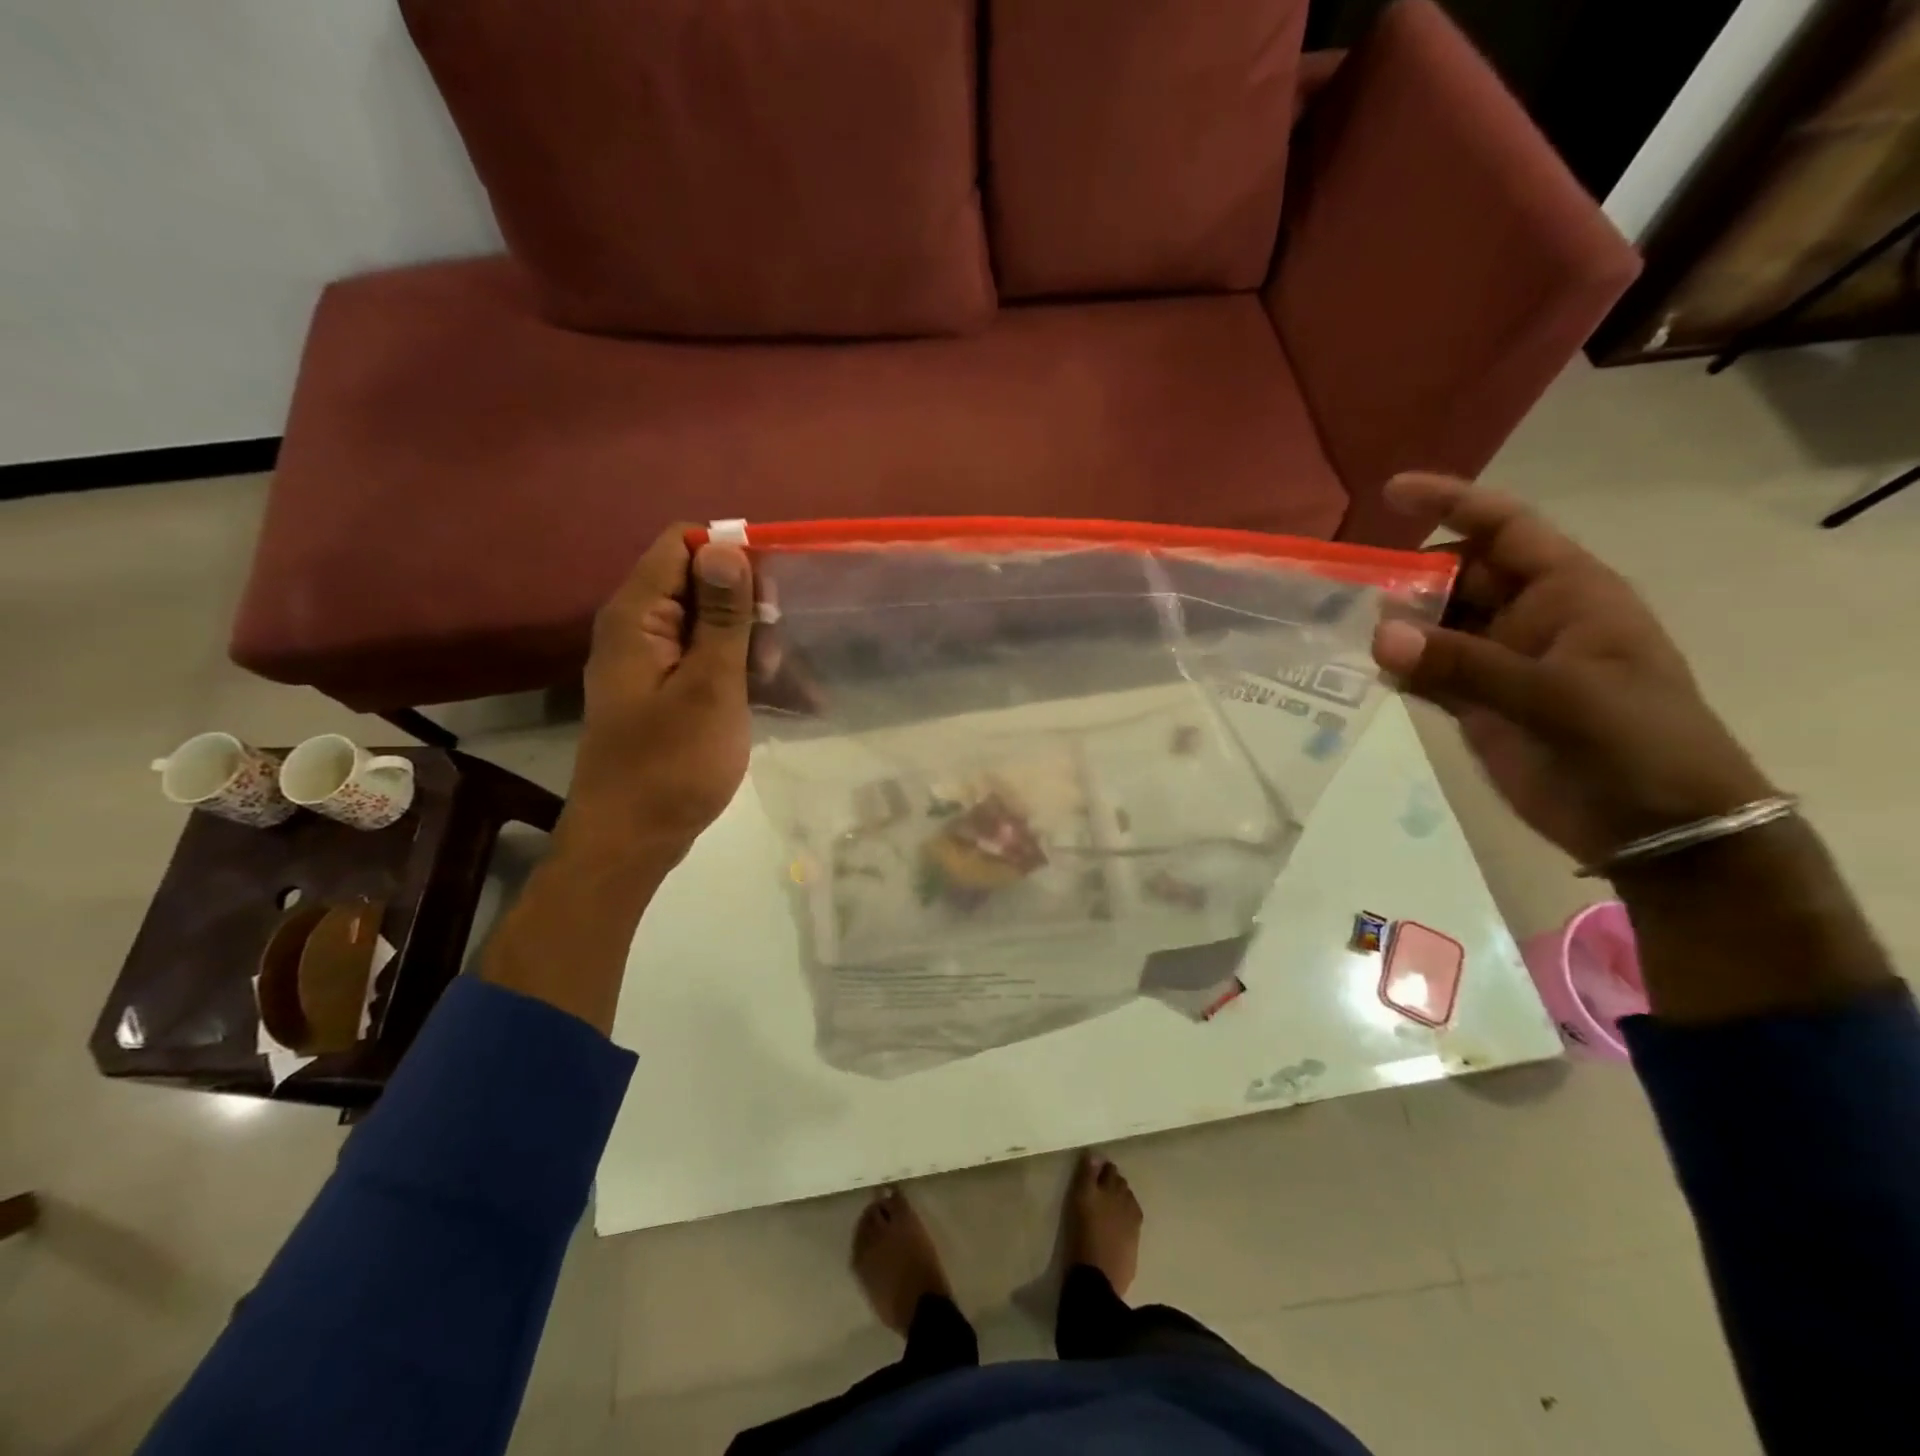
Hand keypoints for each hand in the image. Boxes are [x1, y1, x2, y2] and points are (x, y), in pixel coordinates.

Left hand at [562, 525, 754, 866]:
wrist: (632, 841)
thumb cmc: (672, 764)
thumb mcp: (710, 686)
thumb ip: (720, 615)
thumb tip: (726, 545)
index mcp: (637, 616)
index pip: (682, 545)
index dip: (731, 554)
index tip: (775, 590)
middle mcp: (639, 629)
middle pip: (700, 584)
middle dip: (748, 607)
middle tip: (776, 650)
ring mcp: (652, 664)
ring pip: (711, 627)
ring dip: (752, 645)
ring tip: (783, 681)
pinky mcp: (666, 694)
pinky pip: (709, 664)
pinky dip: (743, 674)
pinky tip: (787, 698)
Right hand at [1370, 475, 1774, 866]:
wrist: (1656, 828)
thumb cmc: (1632, 743)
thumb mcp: (1556, 697)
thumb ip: (1463, 664)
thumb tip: (1378, 634)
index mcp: (1568, 593)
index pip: (1506, 528)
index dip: (1453, 503)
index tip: (1392, 493)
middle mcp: (1529, 618)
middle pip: (1458, 576)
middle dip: (1407, 576)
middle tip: (1347, 588)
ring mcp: (1500, 662)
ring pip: (1435, 625)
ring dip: (1394, 625)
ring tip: (1340, 627)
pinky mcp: (1477, 703)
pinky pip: (1426, 671)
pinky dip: (1396, 667)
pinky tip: (1363, 667)